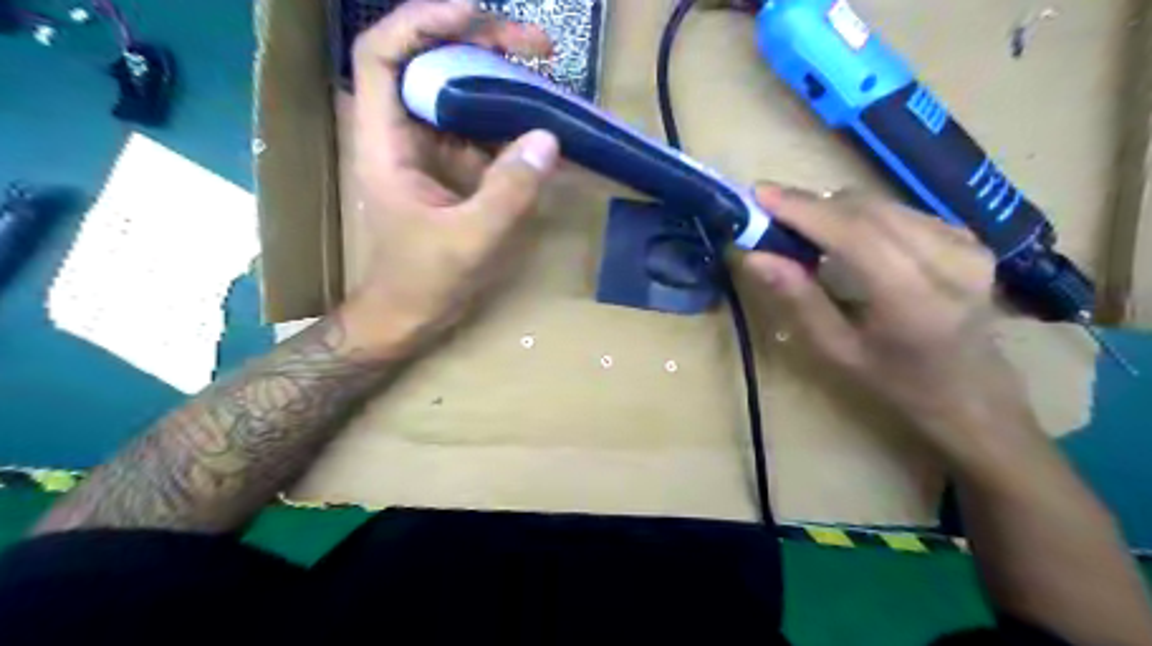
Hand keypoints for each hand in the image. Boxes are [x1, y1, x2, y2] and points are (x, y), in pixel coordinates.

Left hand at [339, 0, 559, 352]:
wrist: (409, 316)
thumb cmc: (424, 281)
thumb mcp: (470, 239)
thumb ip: (509, 191)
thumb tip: (548, 137)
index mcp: (386, 143)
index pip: (383, 57)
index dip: (422, 23)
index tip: (473, 15)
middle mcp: (404, 136)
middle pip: (432, 65)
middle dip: (482, 44)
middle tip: (538, 46)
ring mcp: (431, 153)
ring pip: (461, 95)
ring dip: (502, 79)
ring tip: (548, 73)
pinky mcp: (454, 171)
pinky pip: (481, 132)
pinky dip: (510, 122)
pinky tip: (541, 123)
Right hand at [742, 186, 1039, 453]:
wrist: (974, 395)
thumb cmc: (897, 383)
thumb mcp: (837, 352)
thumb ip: (798, 299)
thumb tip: (754, 256)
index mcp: (914, 299)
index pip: (854, 233)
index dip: (802, 209)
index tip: (758, 195)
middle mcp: (948, 260)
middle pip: (866, 210)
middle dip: (811, 205)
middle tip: (769, 214)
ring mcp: (965, 243)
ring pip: (881, 205)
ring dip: (833, 210)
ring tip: (801, 228)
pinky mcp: (968, 237)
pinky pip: (899, 211)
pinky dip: (861, 216)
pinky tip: (844, 238)